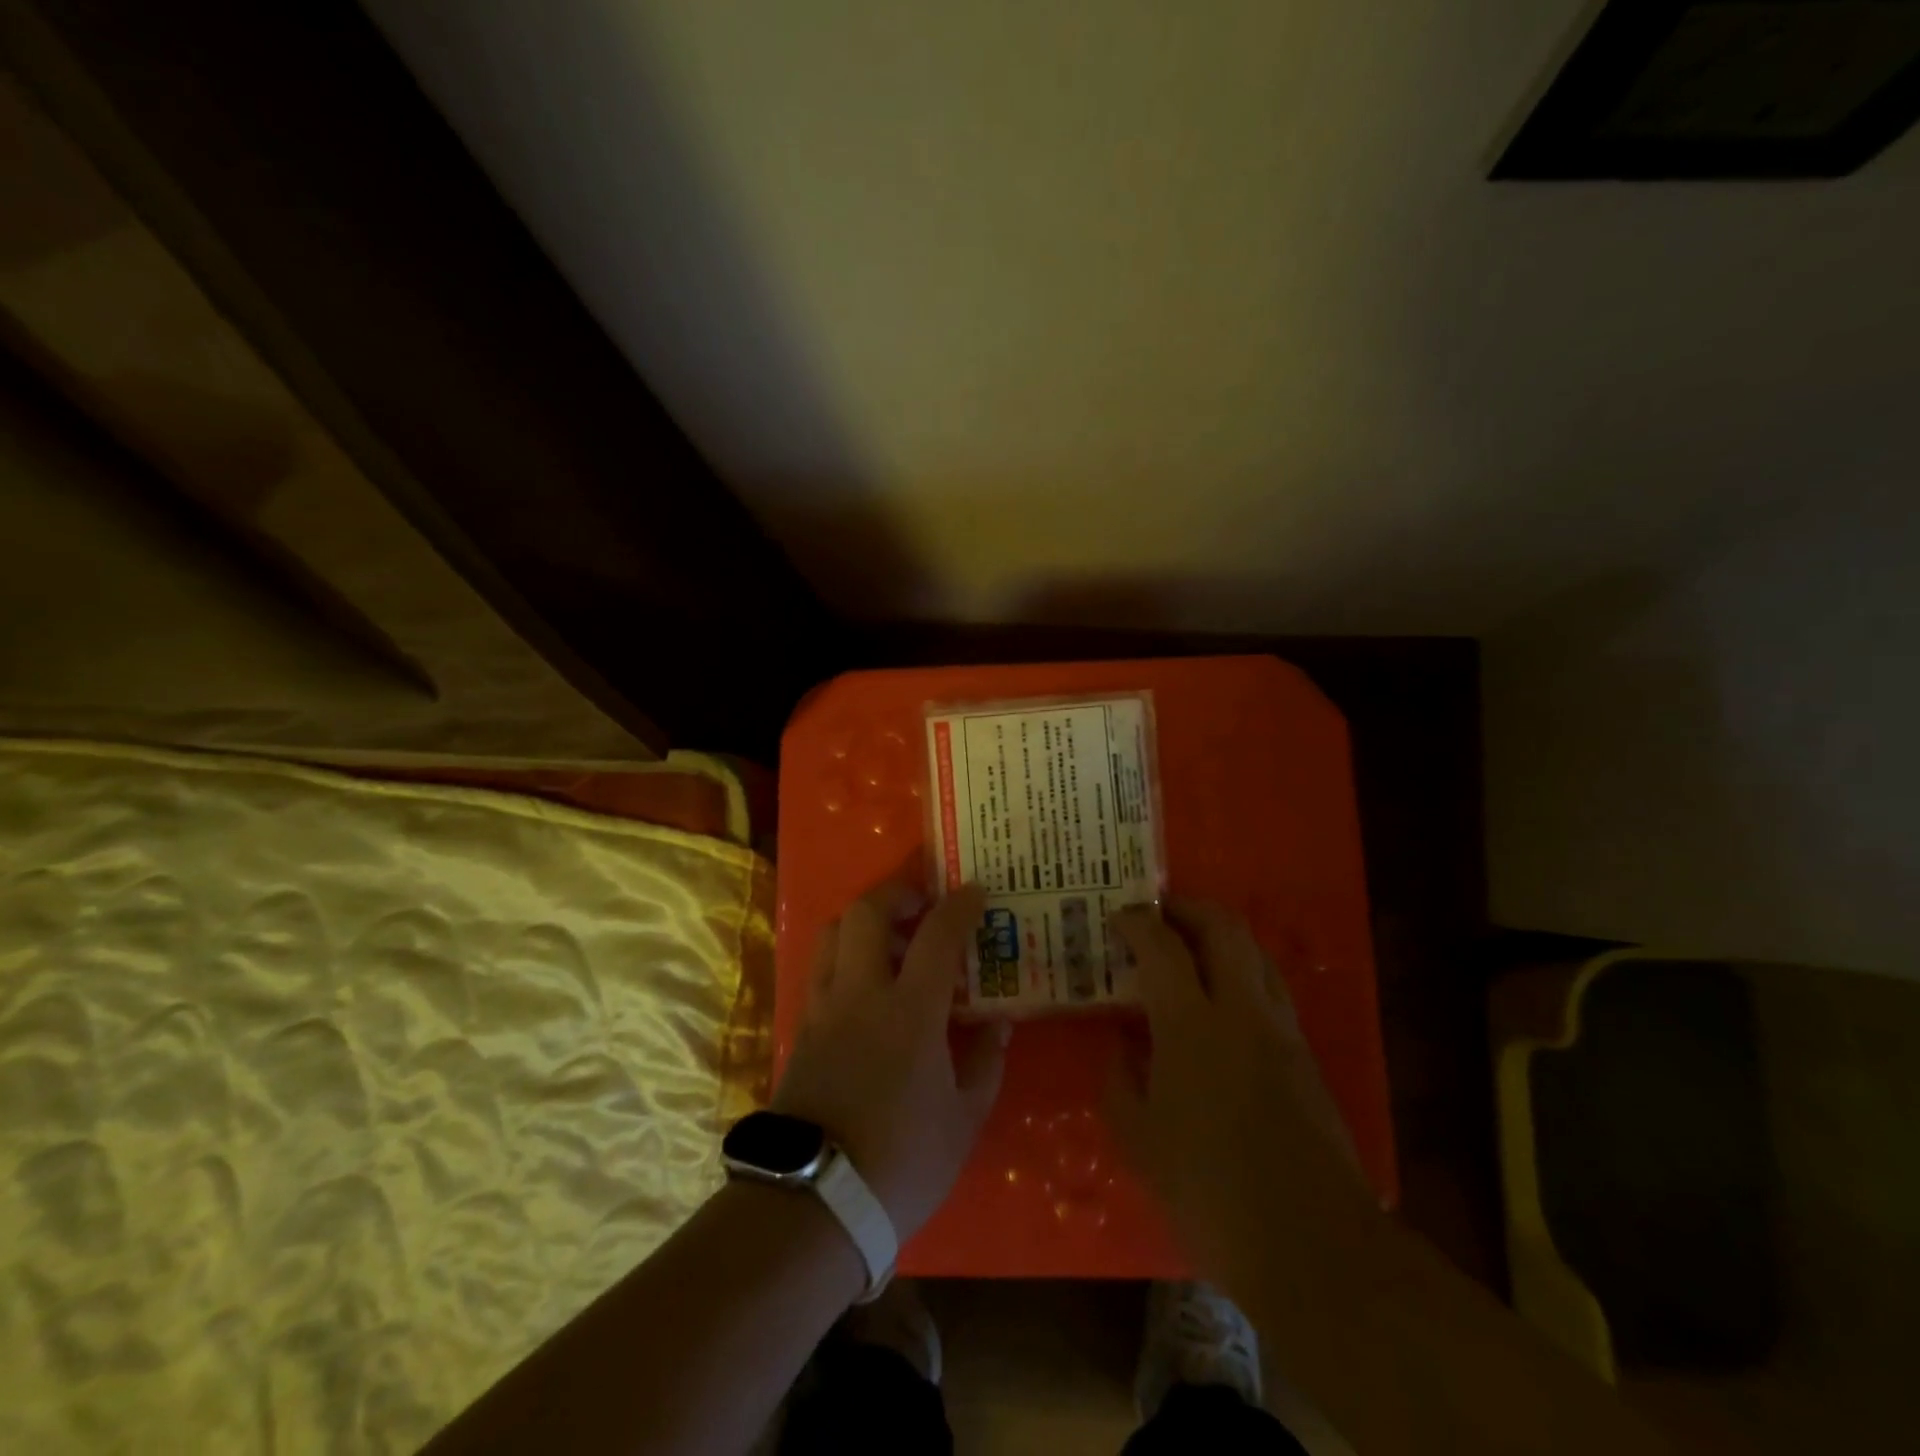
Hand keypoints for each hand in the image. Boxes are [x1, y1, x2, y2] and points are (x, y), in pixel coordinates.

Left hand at [772, 882, 1009, 1241]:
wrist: (816, 1203)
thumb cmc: (903, 1162)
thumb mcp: (963, 1118)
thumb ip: (985, 1062)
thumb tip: (998, 1022)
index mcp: (910, 1012)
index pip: (936, 936)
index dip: (959, 906)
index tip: (975, 892)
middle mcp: (861, 994)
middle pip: (867, 912)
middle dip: (897, 893)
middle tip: (922, 903)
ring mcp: (823, 1008)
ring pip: (833, 932)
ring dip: (864, 919)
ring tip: (891, 936)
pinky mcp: (801, 1028)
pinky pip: (821, 967)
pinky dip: (844, 954)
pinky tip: (865, 981)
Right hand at [1104, 899, 1361, 1275]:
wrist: (1312, 1245)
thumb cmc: (1208, 1190)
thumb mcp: (1138, 1139)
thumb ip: (1120, 1078)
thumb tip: (1121, 1043)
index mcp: (1192, 1025)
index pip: (1162, 947)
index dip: (1137, 922)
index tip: (1118, 918)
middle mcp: (1241, 1011)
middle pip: (1224, 928)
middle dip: (1189, 907)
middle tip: (1160, 911)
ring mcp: (1281, 1030)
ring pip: (1256, 953)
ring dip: (1222, 935)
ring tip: (1191, 945)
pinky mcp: (1305, 1055)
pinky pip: (1271, 988)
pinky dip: (1243, 971)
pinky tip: (1222, 999)